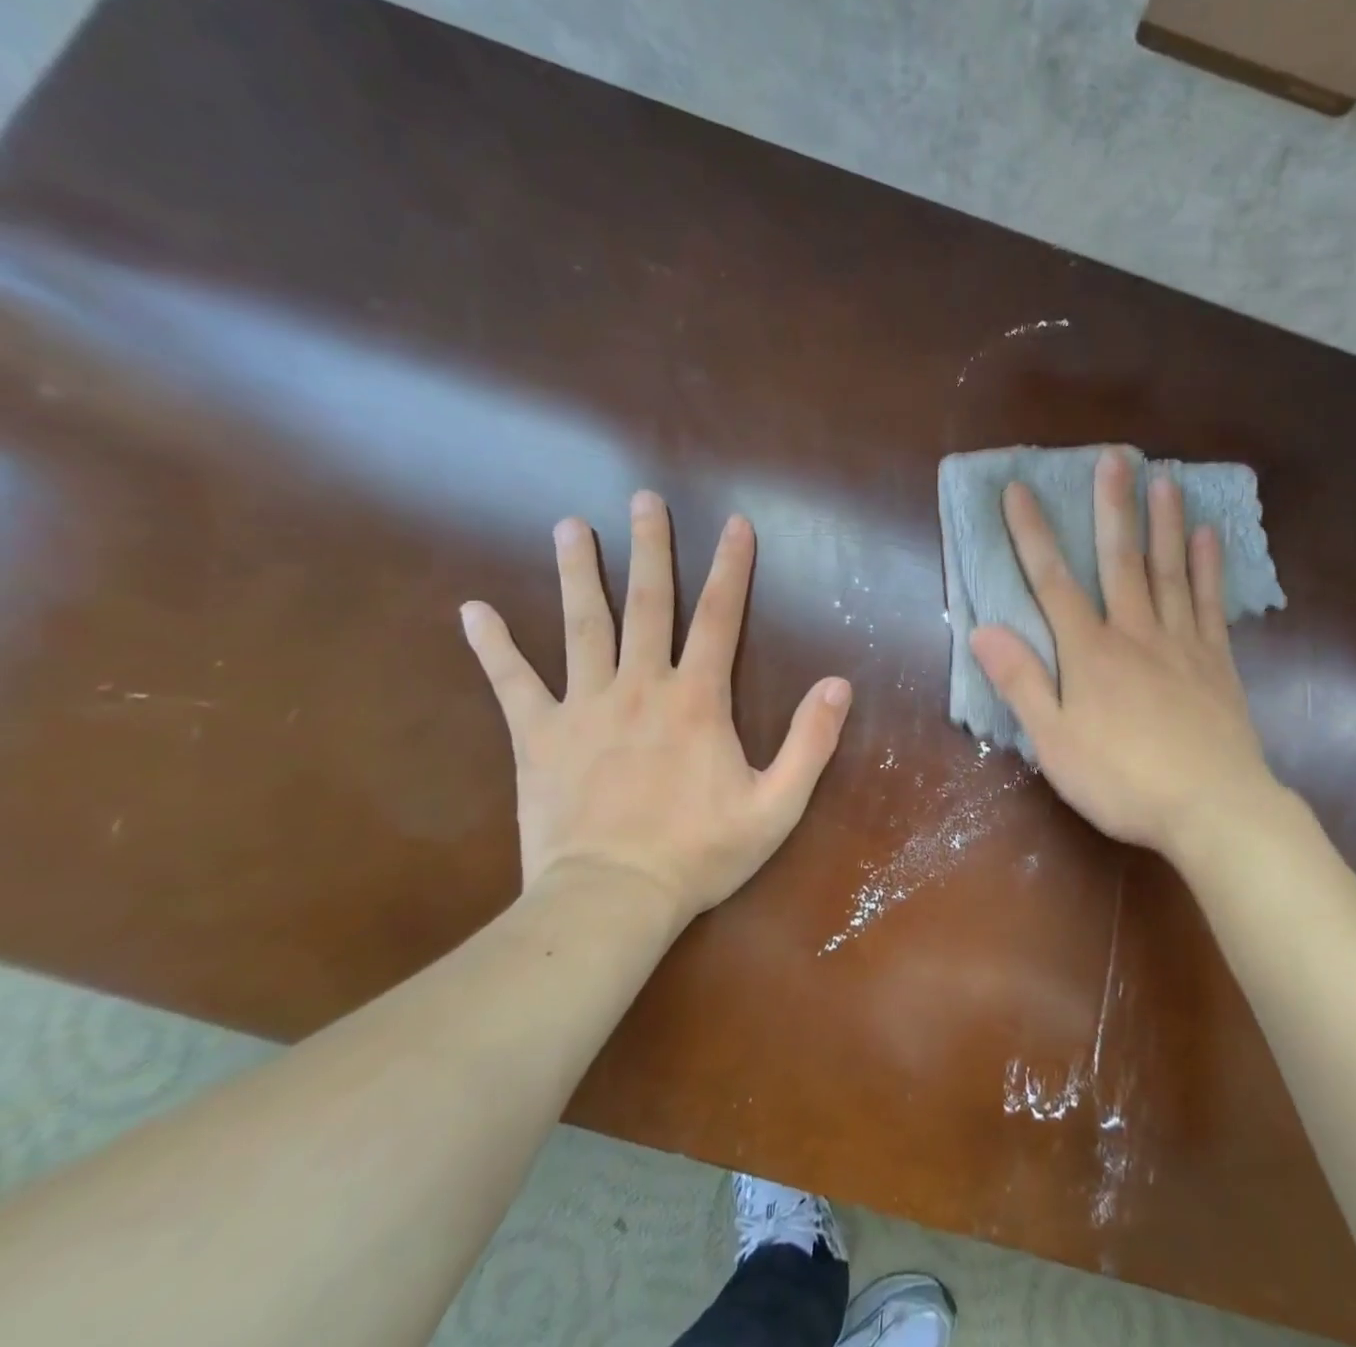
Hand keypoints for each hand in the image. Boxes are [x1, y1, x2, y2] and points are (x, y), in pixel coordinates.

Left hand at [460, 493, 852, 925]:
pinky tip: (473, 611)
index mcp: (697, 700)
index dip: (731, 568)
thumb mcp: (777, 805)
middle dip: (650, 549)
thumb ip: (810, 741)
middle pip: (647, 604)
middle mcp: (640, 687)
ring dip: (579, 573)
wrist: (612, 900)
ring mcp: (584, 707)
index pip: (720, 617)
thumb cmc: (700, 853)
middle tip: (643, 500)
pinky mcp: (538, 736)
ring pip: (582, 626)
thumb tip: (839, 684)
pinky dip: (493, 646)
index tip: (735, 524)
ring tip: (570, 526)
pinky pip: (512, 683)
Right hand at [969, 448, 1282, 866]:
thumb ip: (1021, 682)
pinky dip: (1208, 568)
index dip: (1032, 534)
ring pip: (1170, 572)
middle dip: (1112, 507)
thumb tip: (983, 628)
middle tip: (1115, 457)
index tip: (1019, 490)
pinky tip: (1209, 537)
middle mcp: (1135, 633)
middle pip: (1120, 561)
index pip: (1052, 582)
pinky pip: (1210, 604)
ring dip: (1164, 524)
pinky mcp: (1216, 662)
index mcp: (1090, 652)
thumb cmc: (1122, 780)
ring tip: (1165, 480)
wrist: (1212, 809)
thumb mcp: (1054, 742)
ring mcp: (1181, 644)